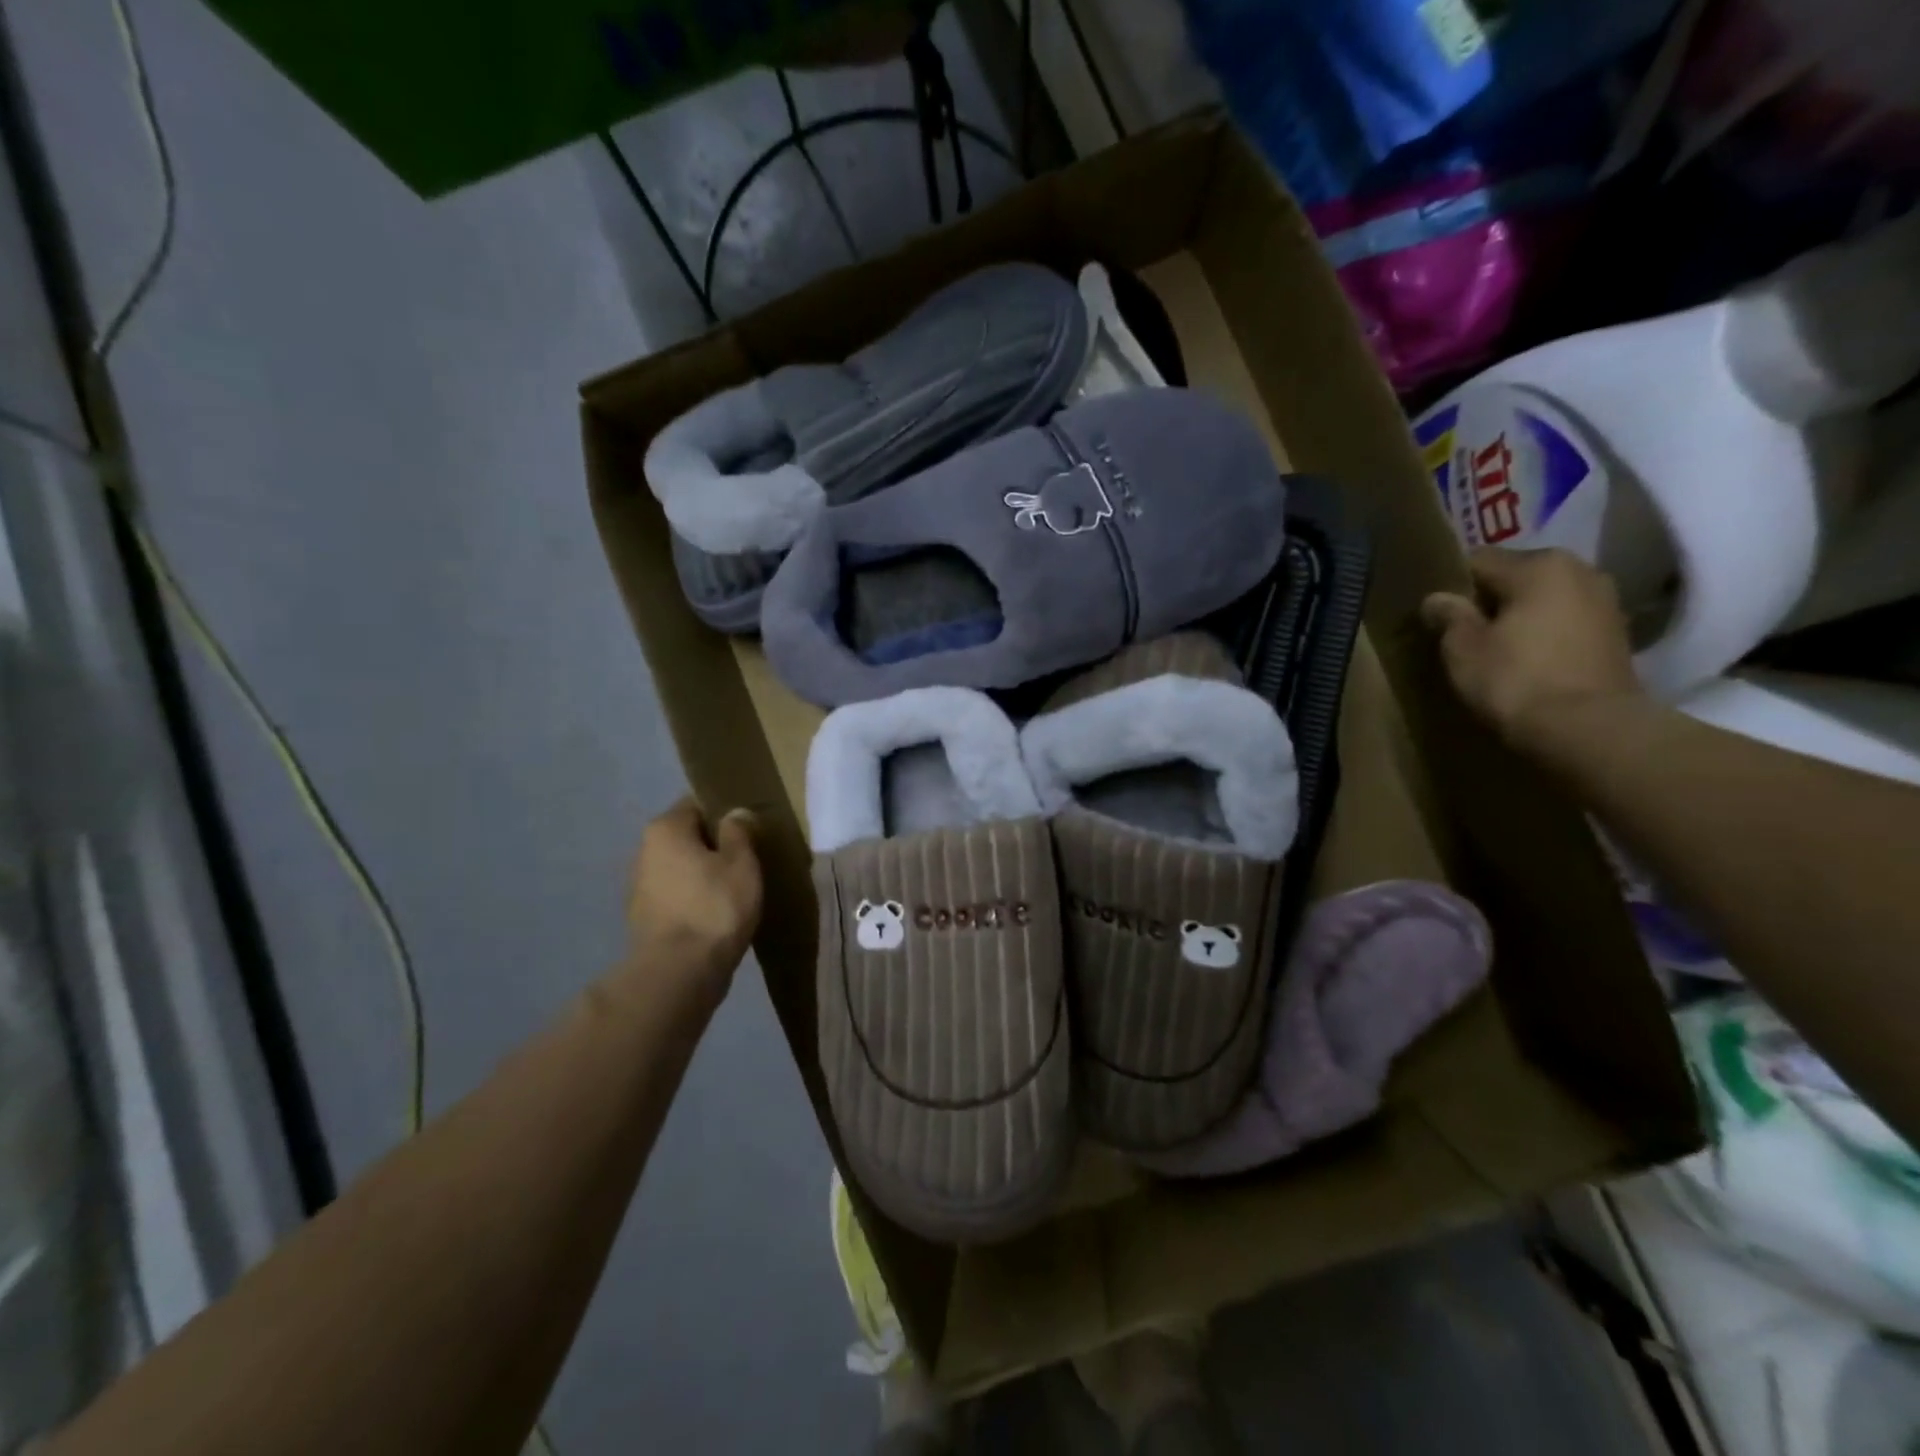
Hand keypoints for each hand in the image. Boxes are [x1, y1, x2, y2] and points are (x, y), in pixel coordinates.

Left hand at [624, 798, 762, 994]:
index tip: (750, 827)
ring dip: (704, 874)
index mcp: (665, 829)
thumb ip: (739, 832)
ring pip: (681, 868)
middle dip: (714, 844)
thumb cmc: (714, 907)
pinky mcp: (644, 918)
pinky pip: (677, 895)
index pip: (697, 804)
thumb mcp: (741, 863)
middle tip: (749, 857)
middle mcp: (644, 851)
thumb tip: (735, 813)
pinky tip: (717, 912)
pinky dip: (695, 898)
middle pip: (687, 837)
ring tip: (736, 887)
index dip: (725, 812)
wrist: (679, 973)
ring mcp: (640, 887)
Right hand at [1421, 548, 1645, 756]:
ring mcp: (1605, 601)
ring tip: (1494, 646)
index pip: (1478, 560)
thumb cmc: (1516, 680)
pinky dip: (1544, 633)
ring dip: (1519, 616)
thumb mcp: (1464, 649)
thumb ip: (1449, 617)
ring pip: (1543, 598)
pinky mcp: (1617, 633)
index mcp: (1538, 565)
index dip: (1451, 585)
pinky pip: (1565, 621)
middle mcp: (1579, 570)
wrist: (1590, 729)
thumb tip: (1437, 598)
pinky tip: (1526, 659)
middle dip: (1489, 598)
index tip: (1436, 613)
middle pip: (1516, 576)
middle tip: (1462, 631)